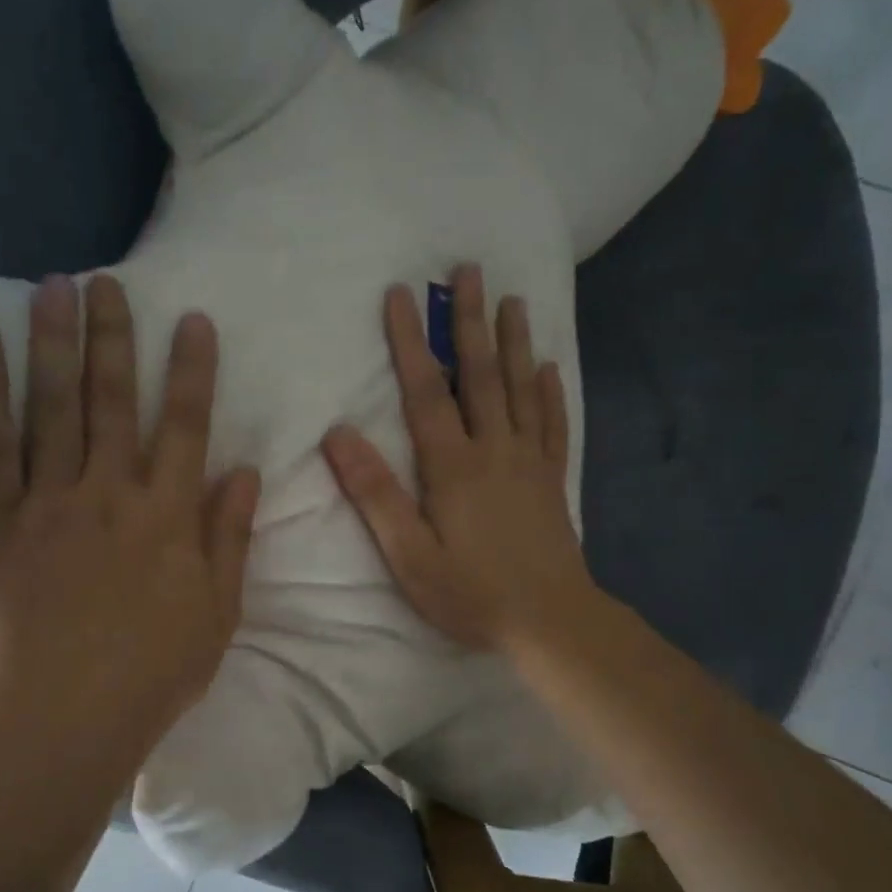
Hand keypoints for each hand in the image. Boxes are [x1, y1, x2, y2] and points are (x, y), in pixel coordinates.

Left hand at [0, 273, 259, 746]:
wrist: (65, 718)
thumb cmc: (155, 672)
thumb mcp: (219, 612)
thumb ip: (229, 537)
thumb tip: (245, 472)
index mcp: (168, 516)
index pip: (185, 426)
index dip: (191, 370)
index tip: (193, 320)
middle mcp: (109, 493)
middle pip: (112, 400)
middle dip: (114, 336)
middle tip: (107, 280)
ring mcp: (47, 502)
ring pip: (51, 406)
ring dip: (52, 341)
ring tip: (52, 287)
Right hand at [321, 265, 595, 650]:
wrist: (549, 621)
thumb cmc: (471, 593)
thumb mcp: (409, 555)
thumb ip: (375, 494)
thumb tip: (339, 433)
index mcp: (453, 465)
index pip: (426, 391)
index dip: (411, 341)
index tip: (402, 294)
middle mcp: (494, 450)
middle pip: (481, 374)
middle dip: (470, 321)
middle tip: (469, 271)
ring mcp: (529, 462)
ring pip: (521, 389)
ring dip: (515, 342)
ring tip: (513, 300)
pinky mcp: (552, 480)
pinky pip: (553, 425)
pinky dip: (551, 393)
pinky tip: (550, 369)